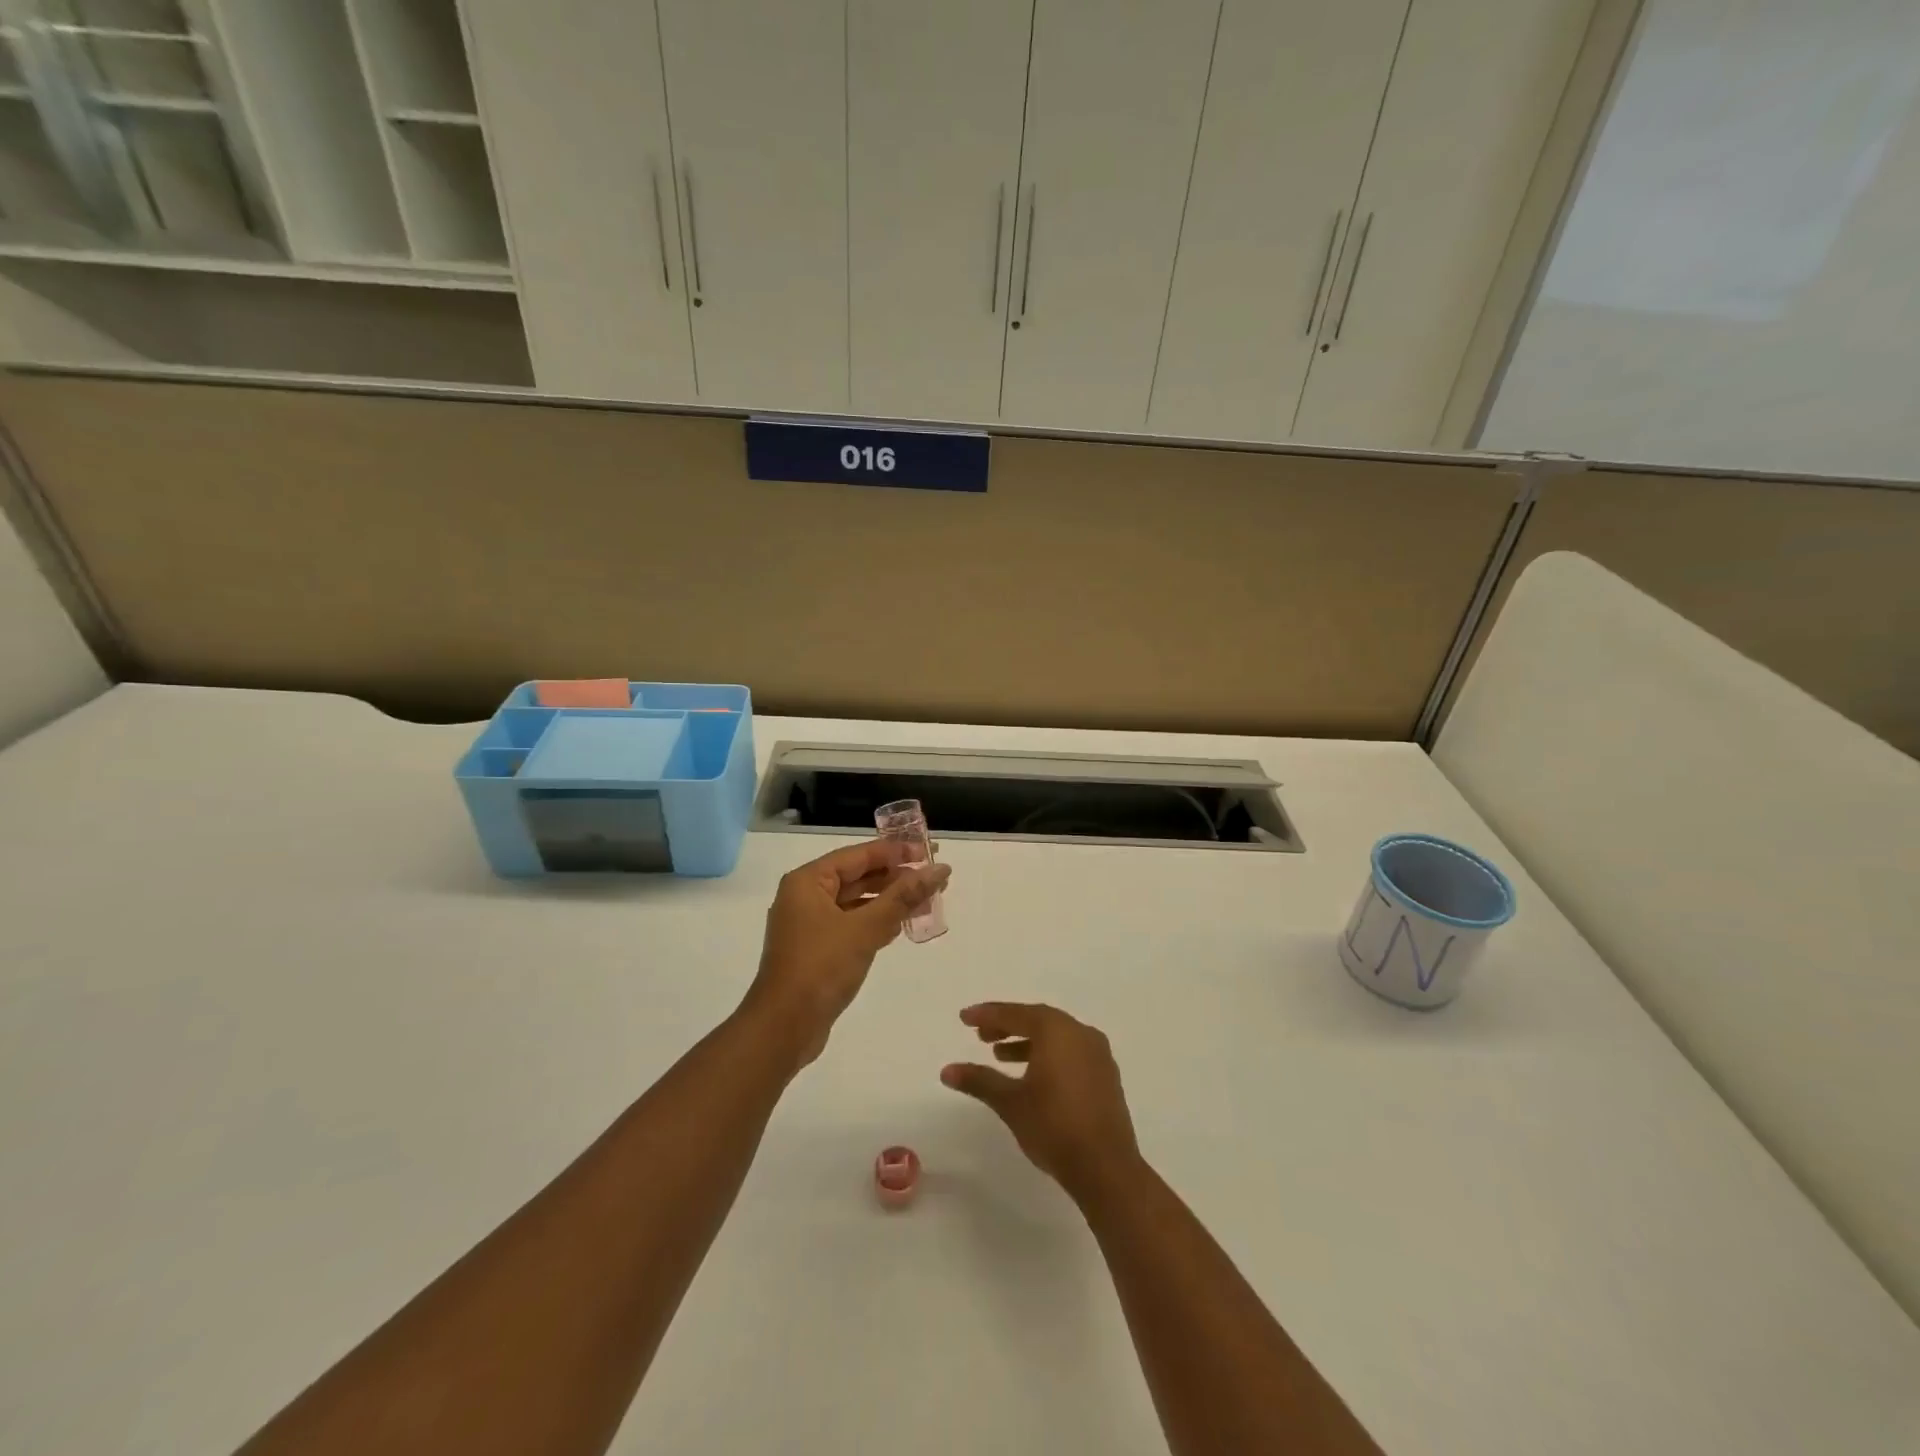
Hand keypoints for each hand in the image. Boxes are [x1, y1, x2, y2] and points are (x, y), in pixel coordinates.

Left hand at [742, 840, 949, 1069]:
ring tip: (926, 900)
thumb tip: (938, 869)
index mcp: (808, 881)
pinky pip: (851, 925)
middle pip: (857, 876)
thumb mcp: (865, 928)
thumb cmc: (821, 968)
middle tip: (934, 877)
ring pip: (856, 902)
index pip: (858, 855)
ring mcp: (809, 925)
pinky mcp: (816, 950)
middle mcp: (805, 897)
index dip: (896, 851)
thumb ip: (903, 897)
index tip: (929, 851)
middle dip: (895, 877)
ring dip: (888, 901)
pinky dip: (875, 922)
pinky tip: (901, 926)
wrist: (783, 1028)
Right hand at [941, 1002, 1141, 1202]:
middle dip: (1007, 1025)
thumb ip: (979, 1080)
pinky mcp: (1106, 1076)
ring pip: (1056, 1037)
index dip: (988, 1015)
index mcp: (1057, 1031)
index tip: (964, 1018)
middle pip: (1038, 1020)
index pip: (1016, 1014)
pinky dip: (1048, 1055)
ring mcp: (1098, 1054)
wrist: (1106, 1168)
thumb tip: (946, 1070)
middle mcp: (1080, 1033)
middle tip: (981, 1036)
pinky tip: (1032, 1076)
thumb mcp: (1010, 1102)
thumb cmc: (1054, 1127)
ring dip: (1027, 1042)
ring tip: (1000, 1057)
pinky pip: (1071, 1052)